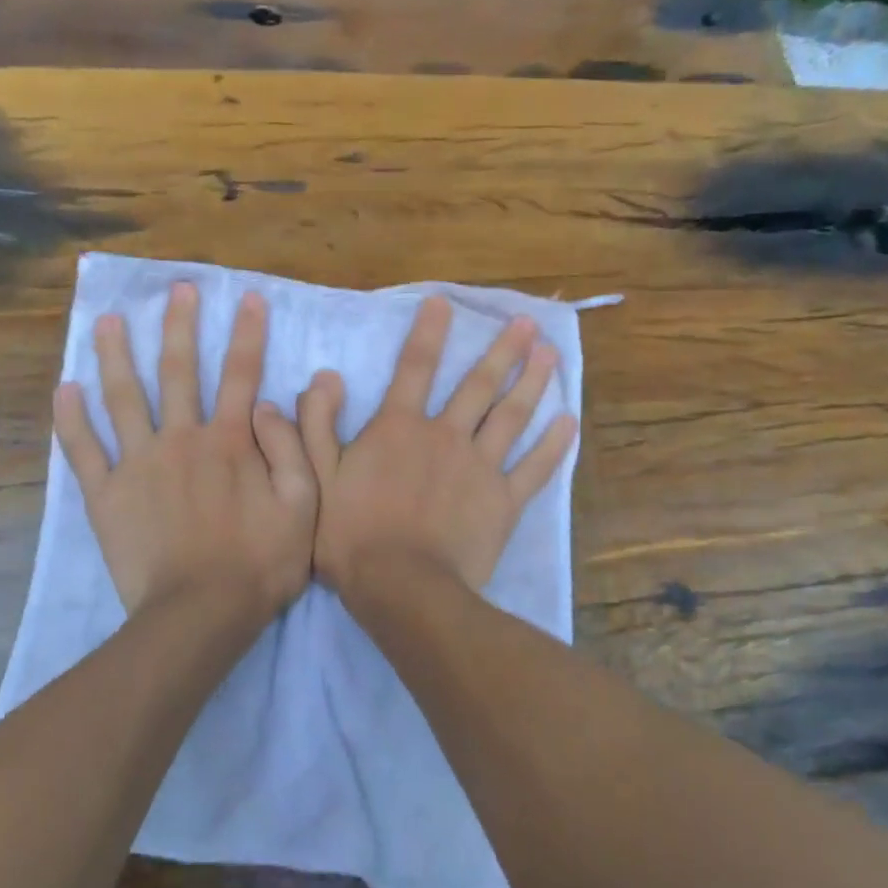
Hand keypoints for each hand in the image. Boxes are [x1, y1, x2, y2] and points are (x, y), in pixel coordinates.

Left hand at [54, 282, 316, 623]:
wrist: (201, 613)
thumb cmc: (260, 563)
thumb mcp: (303, 506)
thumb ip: (291, 448)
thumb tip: (270, 402)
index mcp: (230, 440)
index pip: (241, 373)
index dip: (247, 333)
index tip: (248, 297)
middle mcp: (182, 438)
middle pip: (178, 371)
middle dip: (179, 326)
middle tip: (176, 289)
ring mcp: (138, 464)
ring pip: (123, 397)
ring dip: (115, 355)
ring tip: (106, 319)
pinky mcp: (106, 494)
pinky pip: (83, 450)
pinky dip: (71, 419)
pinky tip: (65, 388)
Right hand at [298, 296, 577, 600]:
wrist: (400, 586)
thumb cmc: (351, 533)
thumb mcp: (317, 476)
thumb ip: (319, 424)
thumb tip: (326, 377)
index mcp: (399, 427)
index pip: (415, 366)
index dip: (429, 331)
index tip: (445, 302)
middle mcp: (445, 434)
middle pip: (479, 384)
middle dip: (503, 350)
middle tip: (527, 322)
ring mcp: (480, 466)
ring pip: (512, 416)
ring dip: (533, 382)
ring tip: (552, 354)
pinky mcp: (504, 501)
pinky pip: (535, 468)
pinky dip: (554, 444)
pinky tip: (569, 421)